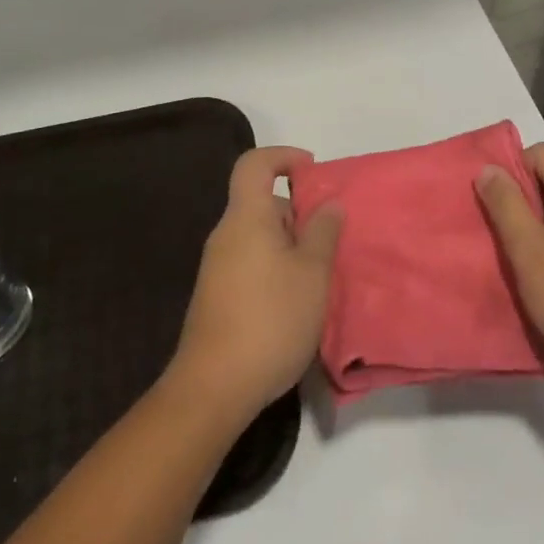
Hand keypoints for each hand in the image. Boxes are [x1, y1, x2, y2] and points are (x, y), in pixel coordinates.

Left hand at [170, 146, 342, 421]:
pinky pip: (251, 262)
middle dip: (298, 212)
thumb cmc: (270, 319)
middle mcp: (226, 234)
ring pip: (259, 236)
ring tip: (319, 275)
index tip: (313, 171)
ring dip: (290, 245)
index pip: (254, 164)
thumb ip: (323, 232)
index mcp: (246, 217)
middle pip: (261, 203)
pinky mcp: (217, 296)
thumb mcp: (312, 274)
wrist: (214, 387)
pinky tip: (296, 301)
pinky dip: (276, 267)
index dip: (283, 156)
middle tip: (330, 239)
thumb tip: (329, 204)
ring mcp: (218, 266)